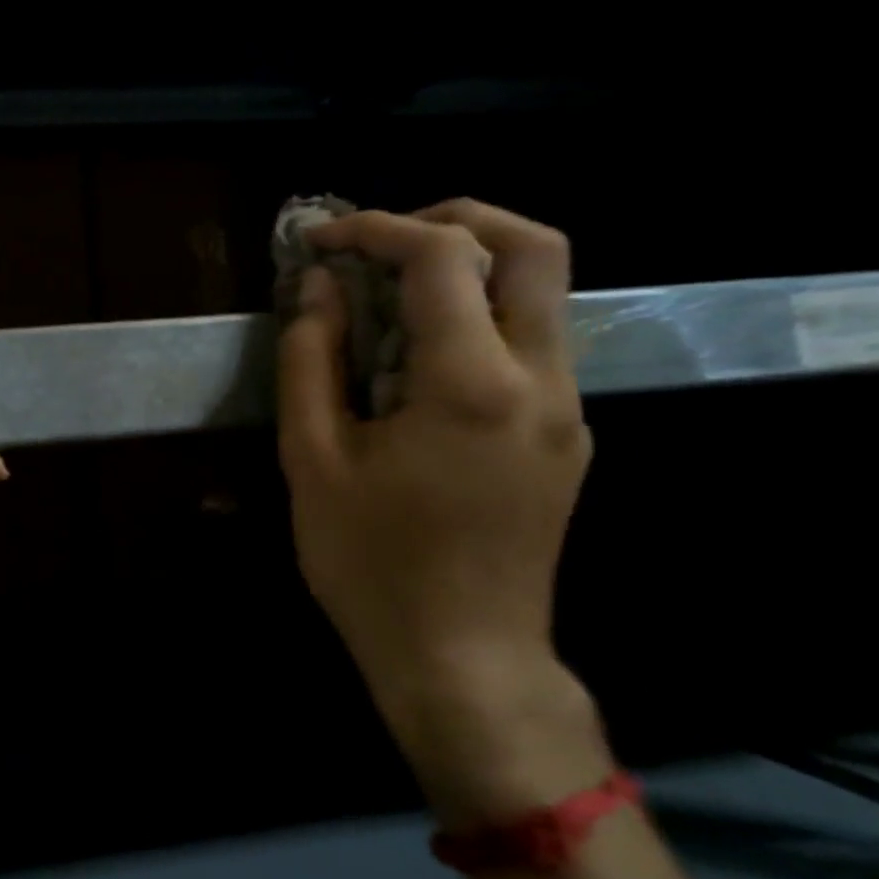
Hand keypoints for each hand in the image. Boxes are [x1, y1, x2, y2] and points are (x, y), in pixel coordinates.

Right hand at [277, 200, 609, 822]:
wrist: (462, 658)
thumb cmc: (371, 563)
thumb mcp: (312, 460)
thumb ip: (311, 361)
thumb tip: (315, 290)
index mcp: (471, 384)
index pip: (440, 257)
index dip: (374, 228)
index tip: (319, 239)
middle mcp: (541, 380)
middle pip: (533, 246)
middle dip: (451, 220)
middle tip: (378, 241)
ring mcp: (566, 409)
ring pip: (542, 293)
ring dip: (467, 268)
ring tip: (386, 294)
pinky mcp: (566, 438)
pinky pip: (532, 345)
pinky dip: (477, 318)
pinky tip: (416, 359)